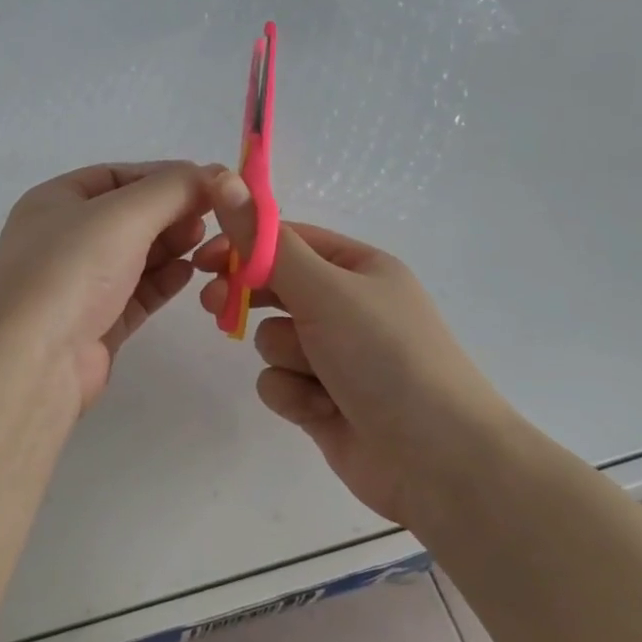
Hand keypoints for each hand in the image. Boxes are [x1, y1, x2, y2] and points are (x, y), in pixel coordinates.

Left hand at [0, 162, 211, 413]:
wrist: (34, 360)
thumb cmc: (72, 270)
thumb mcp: (124, 214)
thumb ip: (172, 189)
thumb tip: (213, 174)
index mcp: (55, 202)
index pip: (115, 176)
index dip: (161, 176)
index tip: (207, 183)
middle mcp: (63, 239)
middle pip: (128, 216)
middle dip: (170, 213)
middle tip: (210, 218)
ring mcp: (79, 284)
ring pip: (135, 256)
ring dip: (171, 246)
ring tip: (205, 244)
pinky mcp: (97, 323)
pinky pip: (137, 292)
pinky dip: (164, 280)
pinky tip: (191, 273)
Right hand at [195, 168, 520, 525]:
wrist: (438, 461)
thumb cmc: (386, 357)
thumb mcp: (325, 290)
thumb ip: (267, 243)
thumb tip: (224, 180)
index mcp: (358, 268)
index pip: (287, 240)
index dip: (243, 244)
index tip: (203, 258)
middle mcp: (347, 306)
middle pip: (274, 288)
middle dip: (248, 299)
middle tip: (214, 305)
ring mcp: (334, 355)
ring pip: (273, 340)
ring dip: (286, 357)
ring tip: (317, 377)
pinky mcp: (322, 399)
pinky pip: (280, 383)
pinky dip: (294, 395)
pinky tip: (322, 410)